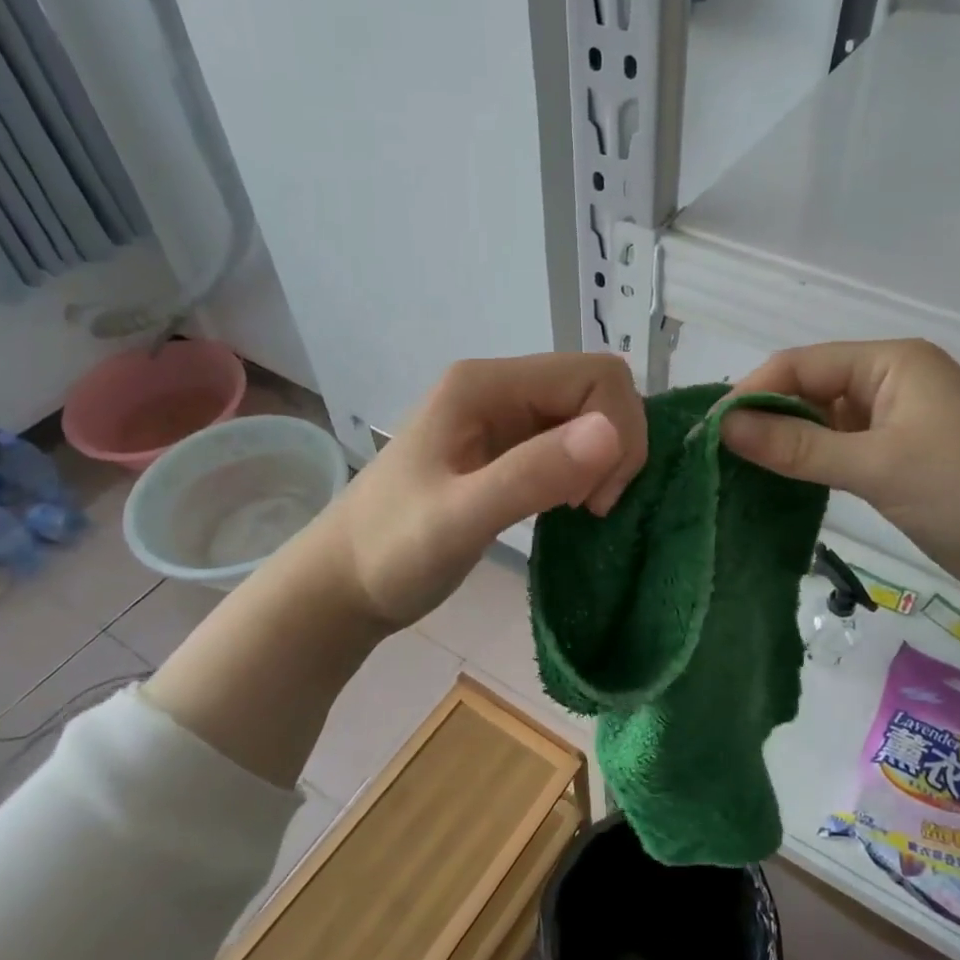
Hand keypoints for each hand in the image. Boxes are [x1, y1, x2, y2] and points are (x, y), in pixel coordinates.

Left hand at [313, 353, 647, 627]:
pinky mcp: (510, 447)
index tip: (592, 497)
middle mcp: (501, 388)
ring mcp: (505, 416)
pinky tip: (570, 506)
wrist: (344, 584)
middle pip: (599, 390)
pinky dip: (588, 471)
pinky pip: (573, 442)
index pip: (595, 375)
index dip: (615, 431)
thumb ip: (531, 473)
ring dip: (605, 461)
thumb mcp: (459, 518)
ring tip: (580, 508)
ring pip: (591, 416)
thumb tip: (612, 431)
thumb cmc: (391, 551)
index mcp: (487, 384)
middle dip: (615, 446)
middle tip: (590, 505)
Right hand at [719, 339, 959, 609]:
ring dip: (784, 447)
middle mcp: (890, 384)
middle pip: (808, 391)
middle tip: (714, 459)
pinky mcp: (900, 463)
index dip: (752, 392)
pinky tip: (777, 488)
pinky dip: (810, 468)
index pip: (801, 365)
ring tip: (734, 475)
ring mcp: (896, 426)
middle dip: (763, 419)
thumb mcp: (879, 465)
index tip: (708, 433)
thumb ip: (798, 446)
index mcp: (890, 363)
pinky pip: (840, 455)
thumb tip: (723, 426)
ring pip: (821, 426)